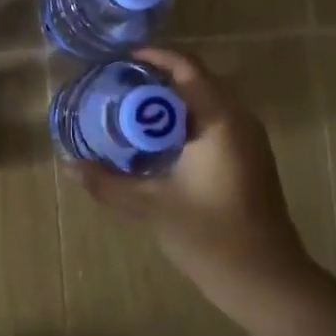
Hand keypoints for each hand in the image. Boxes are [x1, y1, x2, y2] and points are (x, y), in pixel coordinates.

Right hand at [79, 47, 317, 307]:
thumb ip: (108, 182)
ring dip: (175, 99)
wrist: (265, 279)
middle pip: (198, 79)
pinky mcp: (251, 158)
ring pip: (209, 101)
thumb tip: (69, 166)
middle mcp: (239, 119)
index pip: (187, 67)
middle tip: (121, 84)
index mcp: (219, 119)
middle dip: (160, 77)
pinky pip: (217, 121)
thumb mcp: (151, 205)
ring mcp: (250, 139)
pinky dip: (188, 119)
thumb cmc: (210, 235)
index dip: (155, 56)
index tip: (122, 58)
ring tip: (135, 109)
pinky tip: (162, 142)